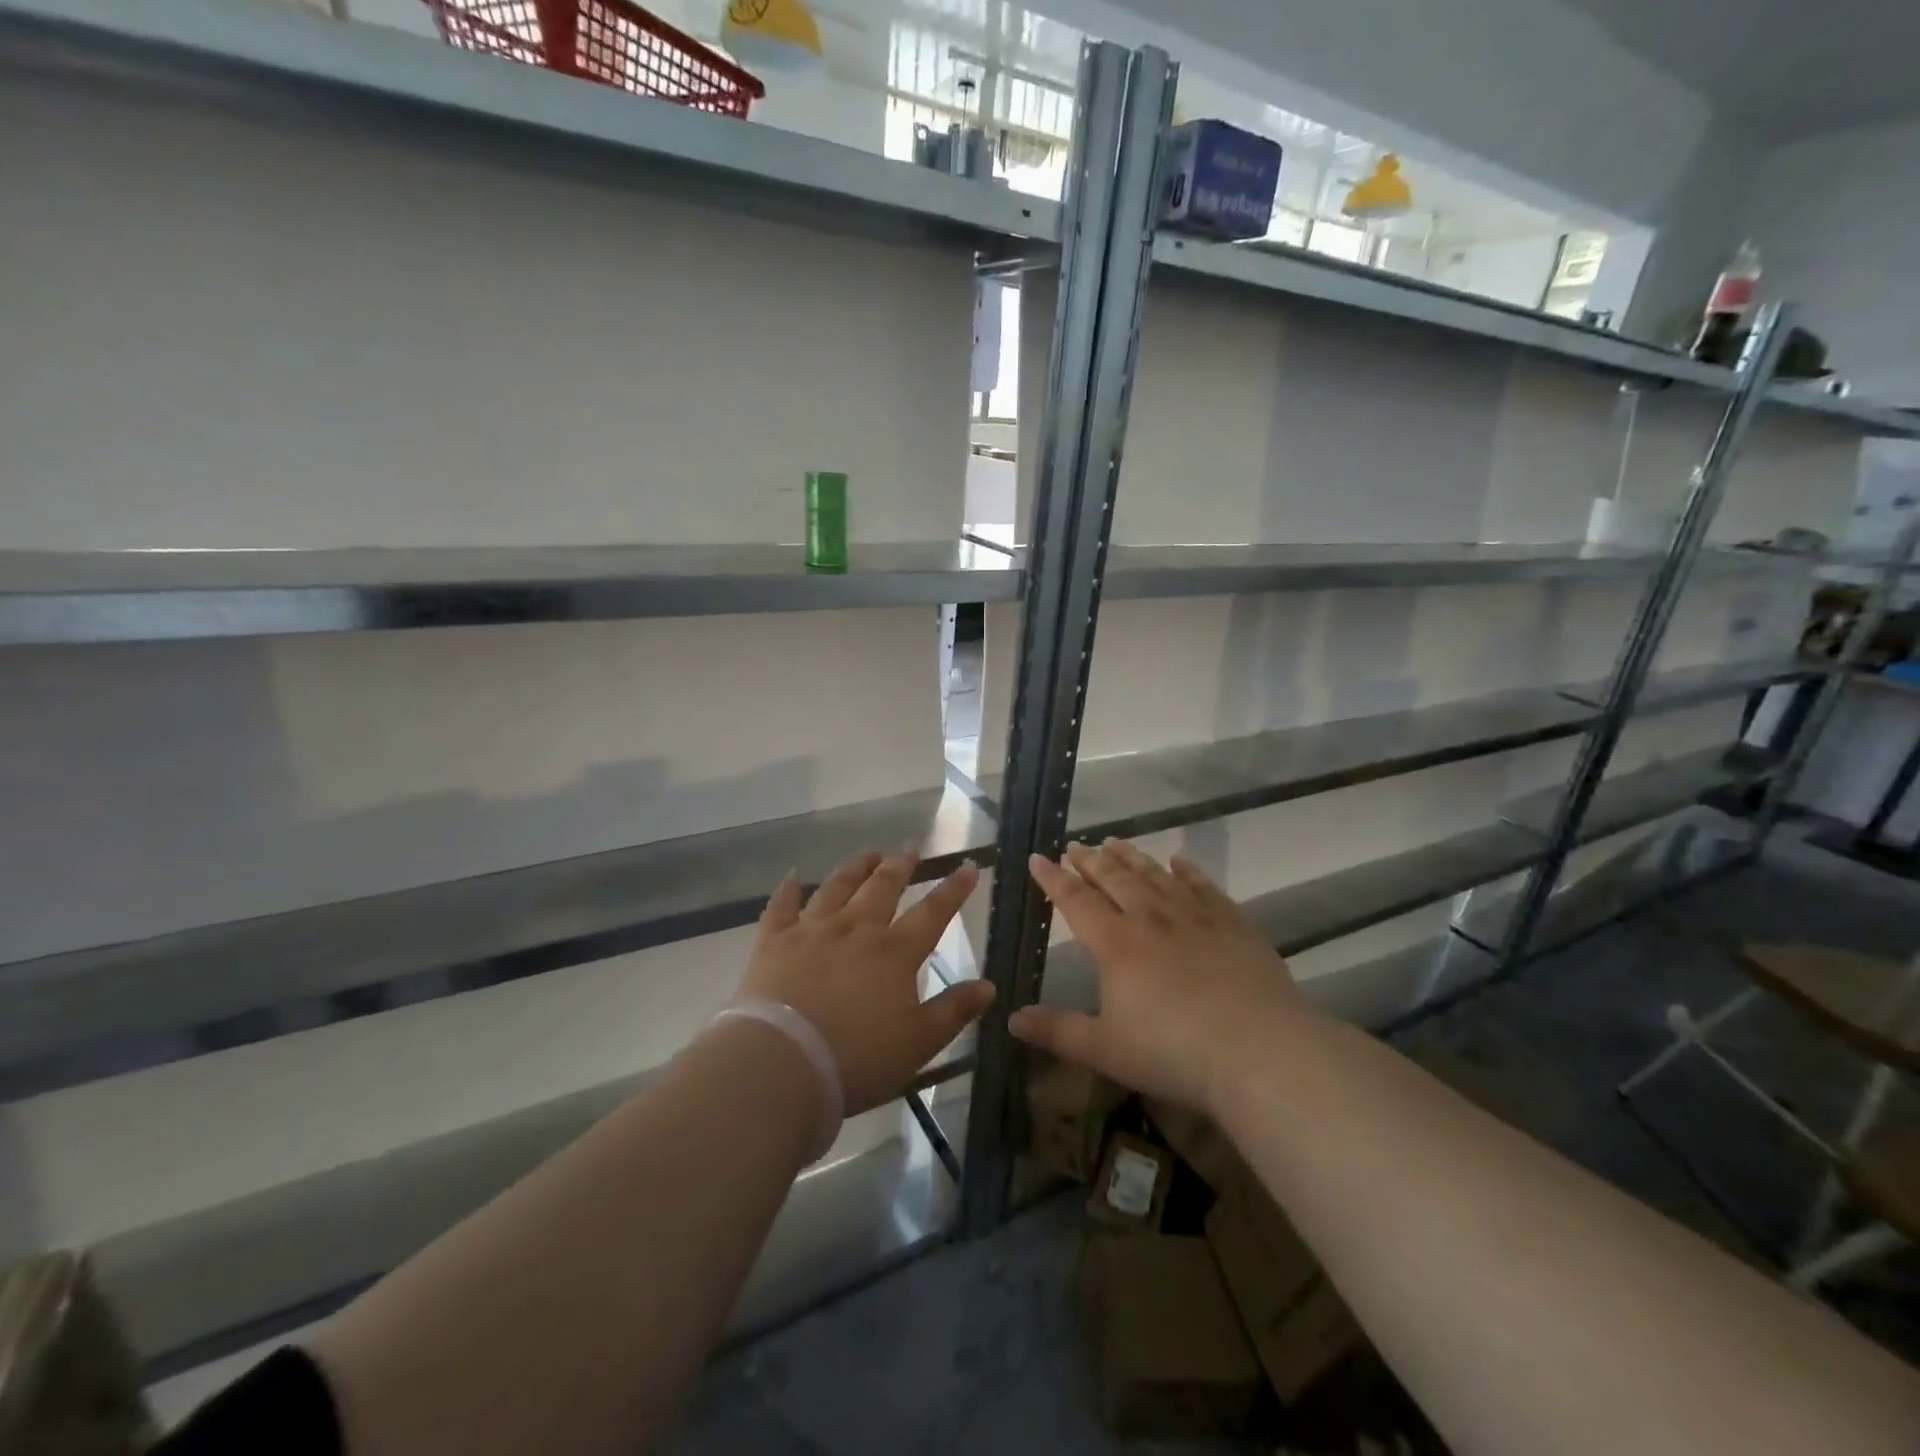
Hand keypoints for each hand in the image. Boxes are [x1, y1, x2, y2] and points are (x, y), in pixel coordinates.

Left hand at [736, 848, 994, 1115]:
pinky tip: (792, 876)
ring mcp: (812, 931)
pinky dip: (787, 890)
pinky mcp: (774, 942)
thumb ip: (954, 1010)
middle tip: (909, 850)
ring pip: (837, 888)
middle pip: (882, 888)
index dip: (953, 889)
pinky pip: (781, 907)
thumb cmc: (858, 1058)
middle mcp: (856, 929)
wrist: (782, 1063)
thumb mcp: (919, 1042)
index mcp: (894, 952)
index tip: (967, 866)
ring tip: (868, 854)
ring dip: (855, 868)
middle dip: (900, 866)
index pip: (933, 913)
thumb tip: (990, 985)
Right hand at [1009, 840, 1309, 1113]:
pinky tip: (1179, 860)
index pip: (1076, 900)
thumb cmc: (1173, 1052)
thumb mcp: (1105, 1049)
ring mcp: (1195, 916)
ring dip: (1131, 857)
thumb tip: (1013, 1019)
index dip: (1053, 879)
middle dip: (1090, 861)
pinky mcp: (1233, 924)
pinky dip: (1188, 870)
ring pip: (1155, 875)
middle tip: (1076, 846)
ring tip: (1115, 842)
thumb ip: (1058, 1031)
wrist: (1260, 1051)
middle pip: (1114, 878)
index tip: (1038, 858)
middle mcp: (1151, 918)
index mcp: (1116, 943)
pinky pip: (1203, 886)